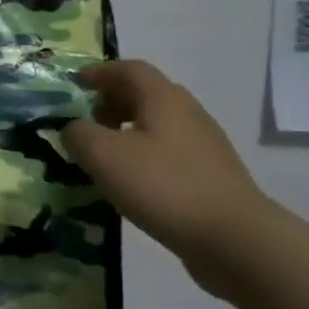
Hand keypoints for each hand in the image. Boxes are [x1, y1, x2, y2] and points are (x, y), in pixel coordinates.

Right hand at [61, 60, 277, 292]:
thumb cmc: (163, 186)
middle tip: (87, 122)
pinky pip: (169, 152)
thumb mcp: (103, 155)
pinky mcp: (211, 176)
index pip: (129, 69)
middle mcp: (187, 113)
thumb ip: (78, 135)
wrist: (235, 239)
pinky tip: (131, 182)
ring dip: (127, 130)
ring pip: (158, 124)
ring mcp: (204, 145)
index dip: (99, 73)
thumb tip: (74, 130)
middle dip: (112, 101)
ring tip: (104, 155)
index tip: (75, 85)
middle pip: (146, 94)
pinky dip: (144, 155)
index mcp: (163, 98)